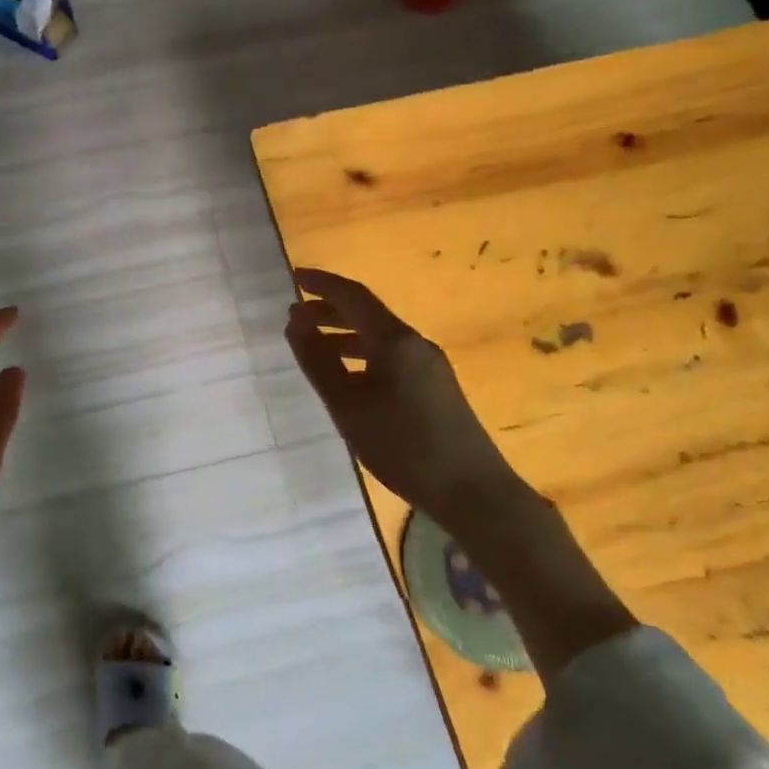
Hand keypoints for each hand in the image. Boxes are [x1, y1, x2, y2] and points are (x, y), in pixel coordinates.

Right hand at [285, 268, 515, 520]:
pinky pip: (392, 356)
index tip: (295, 277)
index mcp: (395, 340)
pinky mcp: (436, 387)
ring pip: (380, 337)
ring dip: (345, 334)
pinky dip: (363, 354)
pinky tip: (349, 377)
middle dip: (330, 310)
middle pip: (368, 314)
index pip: (353, 296)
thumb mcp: (349, 406)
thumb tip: (296, 323)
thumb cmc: (403, 446)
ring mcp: (430, 365)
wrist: (473, 491)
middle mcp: (415, 343)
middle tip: (296, 317)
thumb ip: (319, 361)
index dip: (323, 284)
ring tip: (314, 346)